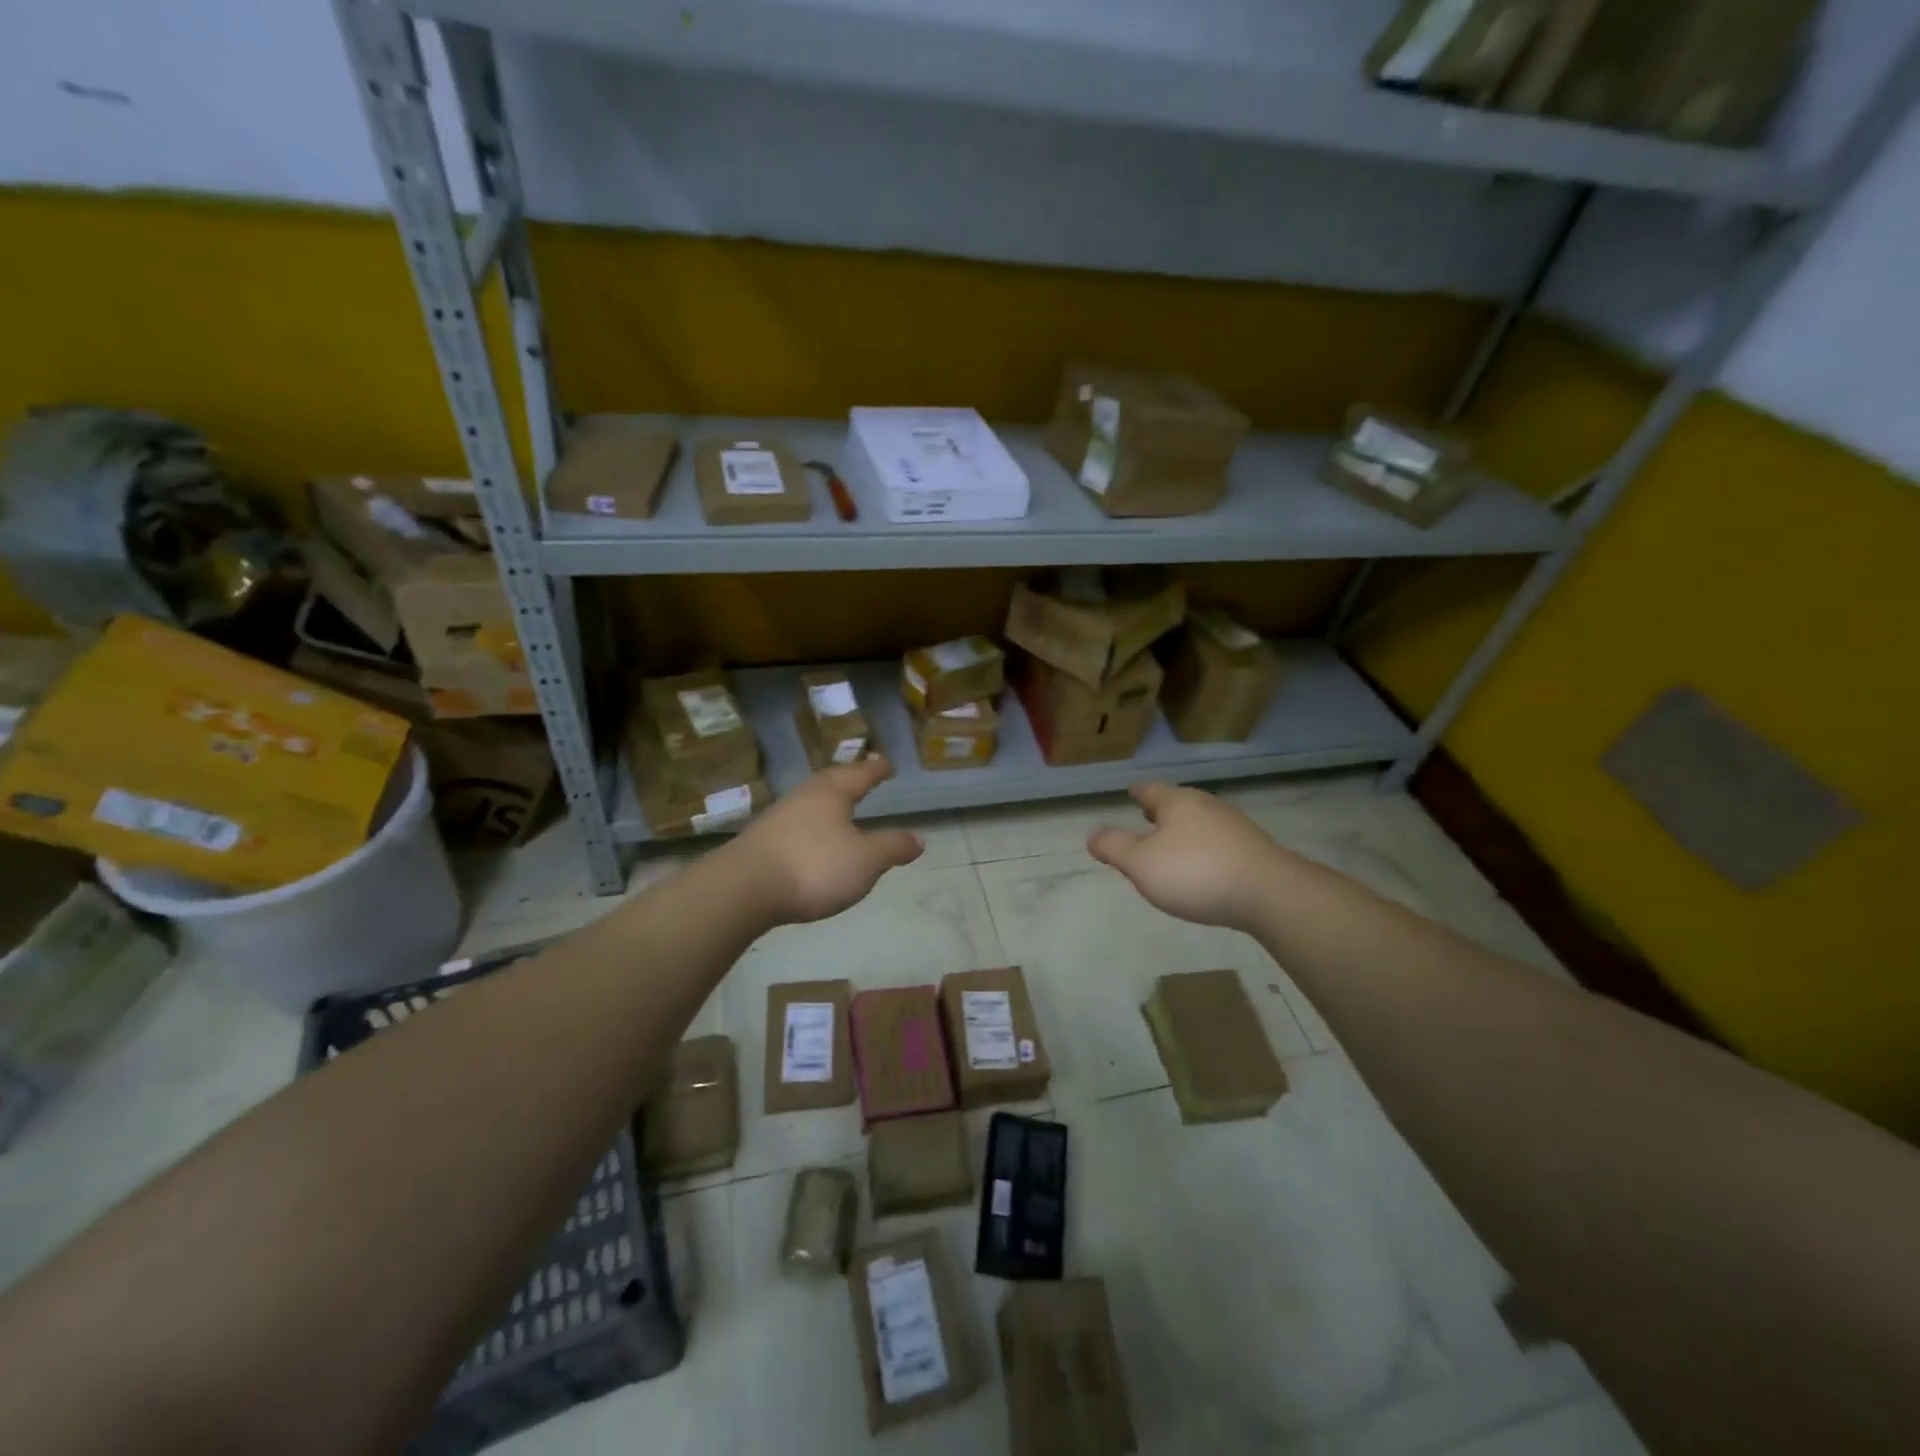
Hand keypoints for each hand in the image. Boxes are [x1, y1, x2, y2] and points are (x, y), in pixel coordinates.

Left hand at [726, 756, 923, 924]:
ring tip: (840, 806)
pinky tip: (813, 838)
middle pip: (831, 781)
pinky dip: (811, 825)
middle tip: (864, 776)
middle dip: (850, 779)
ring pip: (811, 801)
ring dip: (828, 802)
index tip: (886, 762)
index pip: (860, 774)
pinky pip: (796, 823)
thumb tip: (919, 837)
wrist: (743, 889)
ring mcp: (779, 817)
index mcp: (832, 792)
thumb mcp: (866, 860)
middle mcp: (804, 796)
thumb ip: (892, 847)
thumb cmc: (814, 866)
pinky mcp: (761, 841)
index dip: (876, 769)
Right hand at [1088, 781, 1286, 931]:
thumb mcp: (1141, 864)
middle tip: (1147, 815)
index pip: (1150, 790)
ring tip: (1171, 843)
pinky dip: (1204, 848)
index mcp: (1177, 802)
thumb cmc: (1196, 873)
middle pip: (1178, 803)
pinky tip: (1203, 866)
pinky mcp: (1254, 851)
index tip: (1130, 791)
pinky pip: (1219, 842)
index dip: (1137, 792)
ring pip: (1200, 821)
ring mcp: (1234, 827)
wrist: (1270, 893)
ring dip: (1184, 830)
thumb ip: (1114, 847)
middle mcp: (1207, 806)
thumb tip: (1092, 833)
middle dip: (1161, 810)